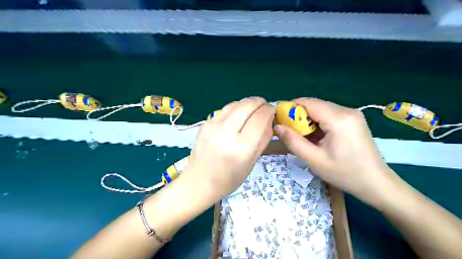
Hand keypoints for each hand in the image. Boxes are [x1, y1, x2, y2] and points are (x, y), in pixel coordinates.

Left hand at [185, 98, 275, 200]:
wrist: (199, 182)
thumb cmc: (229, 179)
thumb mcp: (252, 162)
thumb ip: (263, 138)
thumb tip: (270, 119)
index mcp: (241, 147)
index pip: (260, 118)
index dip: (270, 110)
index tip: (273, 111)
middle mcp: (226, 133)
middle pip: (248, 105)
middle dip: (260, 102)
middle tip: (265, 107)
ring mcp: (213, 126)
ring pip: (236, 104)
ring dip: (248, 103)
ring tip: (254, 109)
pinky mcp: (205, 123)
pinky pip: (225, 109)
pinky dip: (236, 108)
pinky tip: (239, 114)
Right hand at [274, 98, 400, 204]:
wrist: (376, 183)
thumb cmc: (344, 173)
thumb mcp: (314, 159)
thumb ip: (293, 141)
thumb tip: (277, 127)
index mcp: (338, 119)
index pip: (308, 102)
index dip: (291, 108)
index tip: (280, 120)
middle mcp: (347, 111)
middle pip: (315, 105)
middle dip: (299, 115)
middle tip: (290, 131)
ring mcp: (352, 114)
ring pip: (321, 109)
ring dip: (308, 120)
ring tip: (304, 137)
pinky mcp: (353, 119)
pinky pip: (330, 115)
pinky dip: (318, 123)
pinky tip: (317, 137)